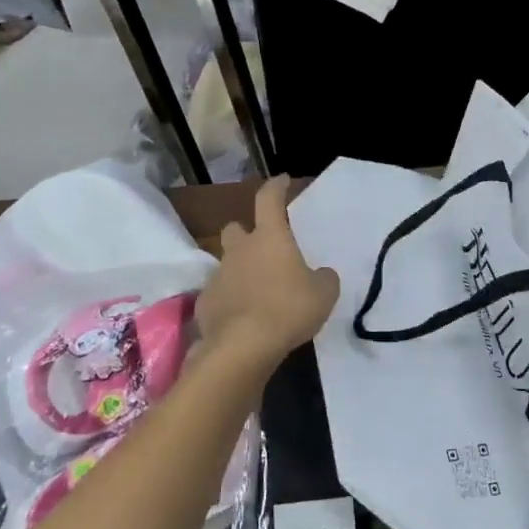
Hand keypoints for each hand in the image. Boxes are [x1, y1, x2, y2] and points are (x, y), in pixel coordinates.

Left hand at [196, 176, 339, 371]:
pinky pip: (219, 294)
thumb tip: (320, 275)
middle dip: (246, 233)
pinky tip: (243, 318)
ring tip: (258, 291)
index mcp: (269, 237)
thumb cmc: (288, 309)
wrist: (243, 347)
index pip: (268, 199)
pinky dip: (230, 300)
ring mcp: (218, 276)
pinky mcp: (205, 303)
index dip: (276, 187)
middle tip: (263, 248)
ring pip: (227, 263)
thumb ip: (323, 278)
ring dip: (240, 270)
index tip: (282, 181)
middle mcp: (240, 250)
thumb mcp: (324, 293)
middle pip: (235, 228)